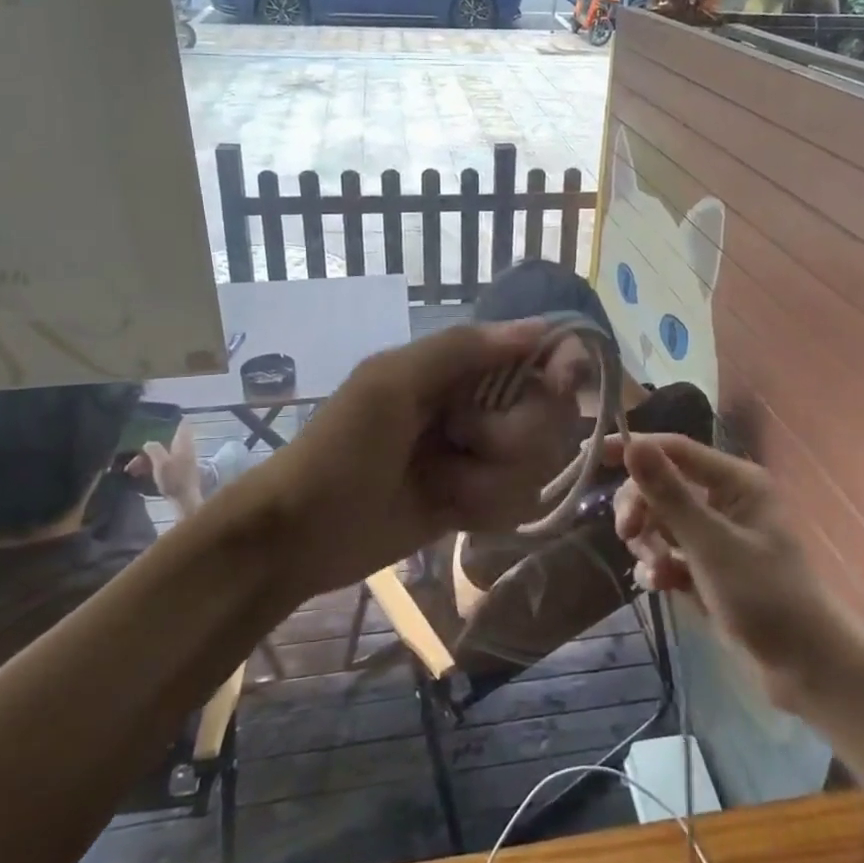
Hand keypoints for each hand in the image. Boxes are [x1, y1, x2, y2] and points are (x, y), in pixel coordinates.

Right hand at [126, 422, 203, 512]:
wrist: (184, 499)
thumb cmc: (174, 478)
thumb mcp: (161, 462)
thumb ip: (154, 448)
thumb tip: (148, 442)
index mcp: (183, 442)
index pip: (182, 423)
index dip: (172, 419)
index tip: (158, 419)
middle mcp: (185, 448)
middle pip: (166, 441)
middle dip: (149, 447)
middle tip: (133, 455)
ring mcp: (182, 460)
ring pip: (162, 453)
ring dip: (146, 459)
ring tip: (130, 469)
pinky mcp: (177, 471)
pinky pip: (162, 463)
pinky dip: (151, 466)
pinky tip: (138, 473)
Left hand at [263, 320, 578, 595]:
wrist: (299, 536)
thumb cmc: (341, 448)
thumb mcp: (390, 383)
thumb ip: (461, 349)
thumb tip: (540, 326)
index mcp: (457, 367)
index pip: (534, 353)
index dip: (559, 365)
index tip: (564, 382)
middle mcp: (479, 406)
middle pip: (547, 415)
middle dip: (511, 438)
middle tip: (464, 442)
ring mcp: (480, 457)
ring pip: (536, 464)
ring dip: (490, 481)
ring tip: (441, 486)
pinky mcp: (478, 501)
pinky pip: (519, 502)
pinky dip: (486, 509)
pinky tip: (450, 512)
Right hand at [613, 434, 851, 710]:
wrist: (805, 670)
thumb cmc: (764, 598)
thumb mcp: (710, 545)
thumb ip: (668, 494)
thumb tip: (632, 444)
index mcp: (737, 482)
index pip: (676, 449)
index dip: (635, 448)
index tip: (591, 455)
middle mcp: (726, 499)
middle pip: (663, 485)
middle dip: (641, 509)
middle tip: (628, 535)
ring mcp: (718, 534)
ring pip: (662, 520)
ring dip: (650, 543)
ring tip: (659, 572)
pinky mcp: (710, 565)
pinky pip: (670, 551)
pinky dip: (661, 566)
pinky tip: (661, 587)